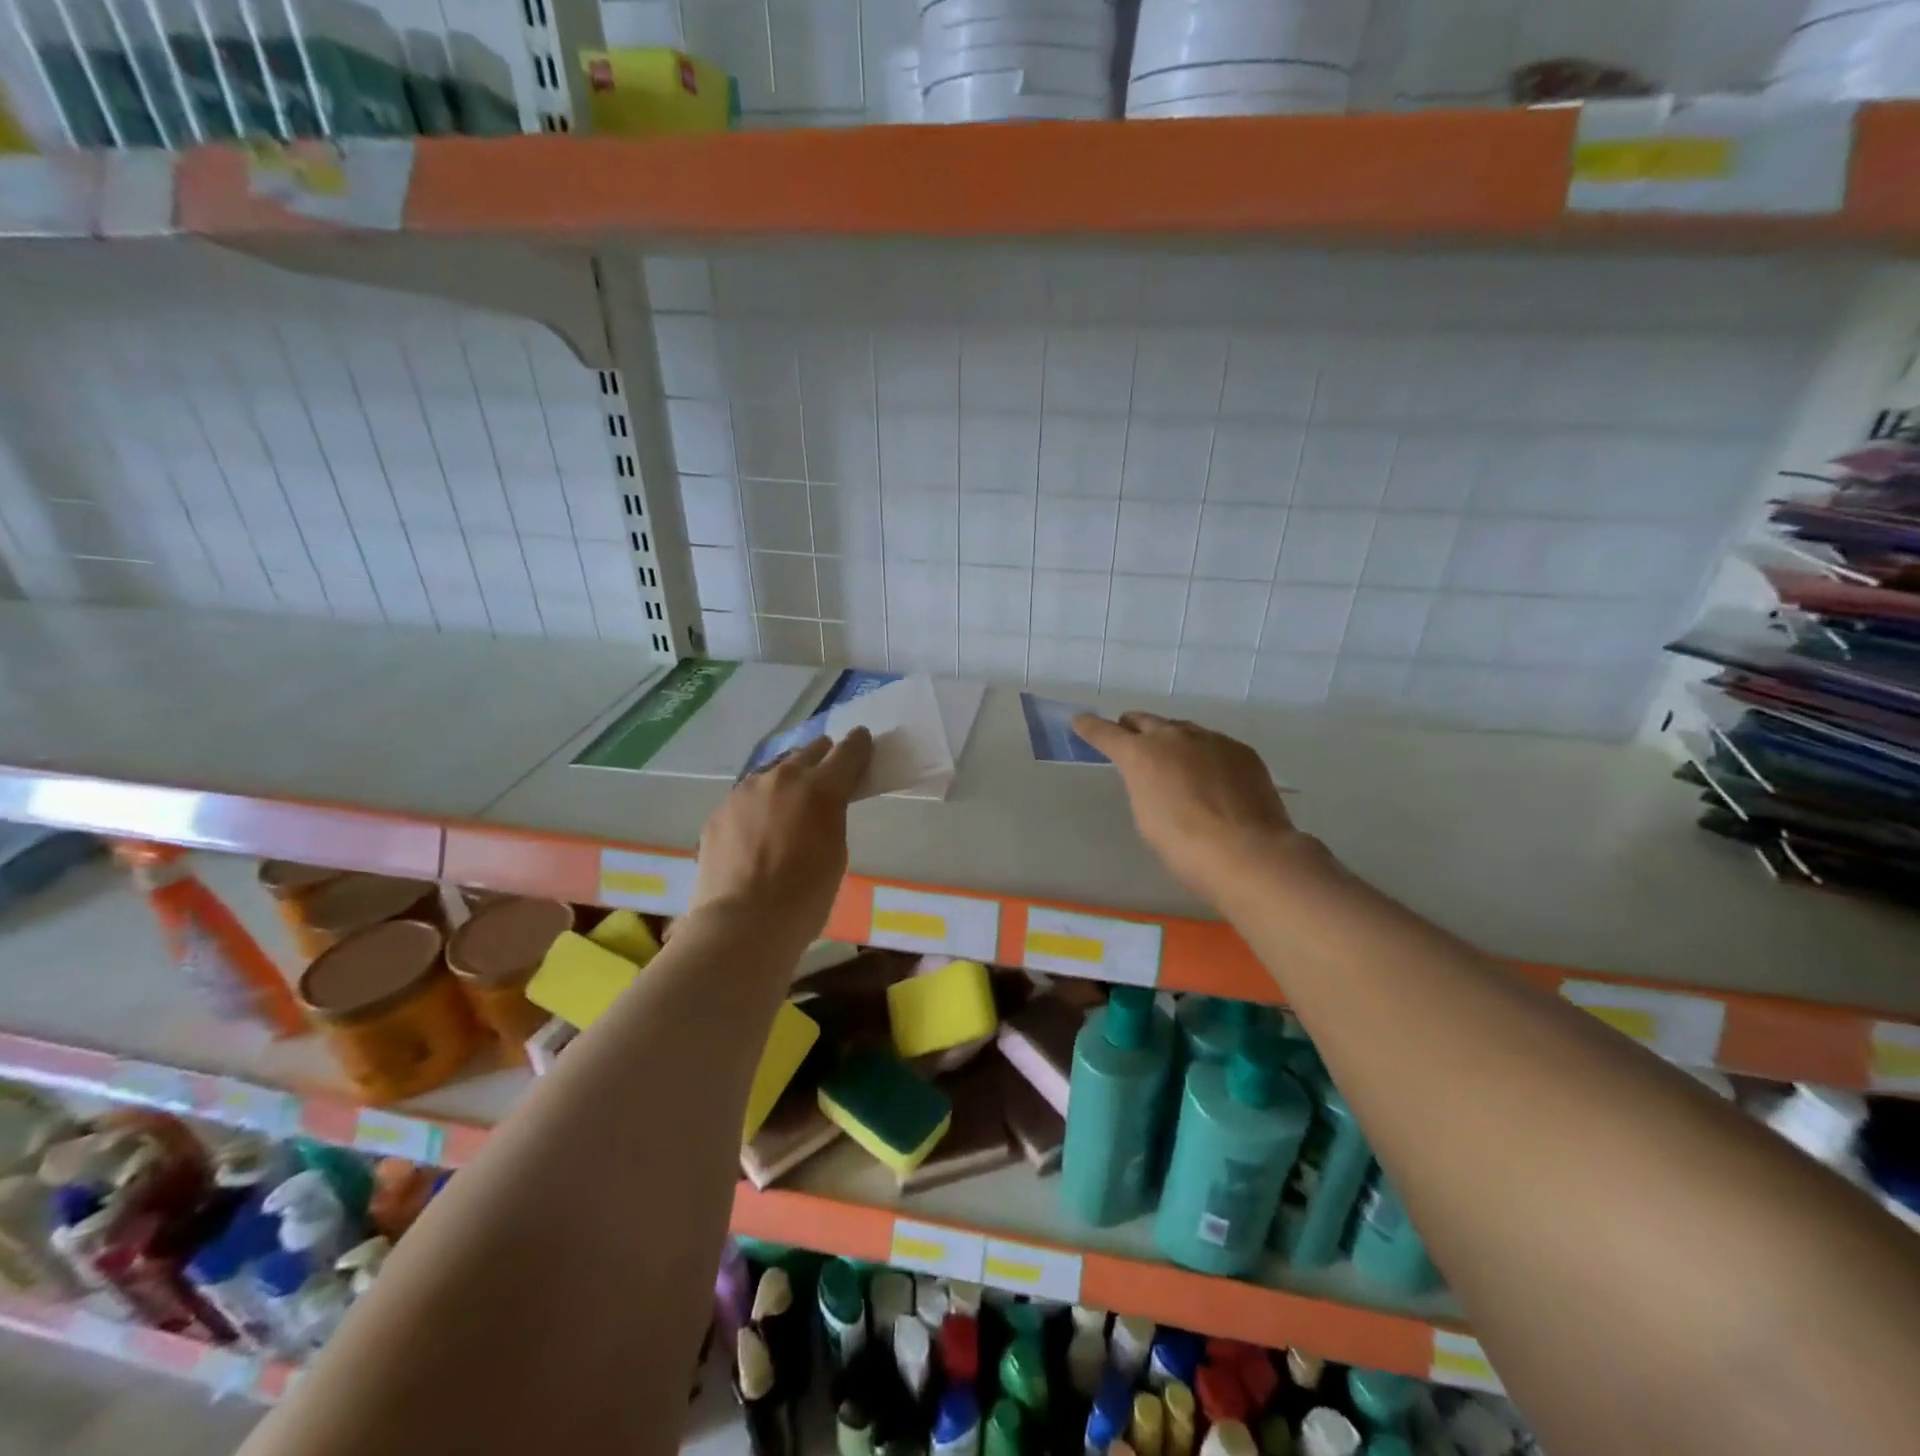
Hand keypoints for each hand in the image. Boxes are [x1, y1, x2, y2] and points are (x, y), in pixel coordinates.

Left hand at [685, 729, 872, 946]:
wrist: (742, 924)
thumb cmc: (805, 897)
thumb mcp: (835, 852)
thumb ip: (831, 816)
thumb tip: (822, 806)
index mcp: (820, 788)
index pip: (848, 751)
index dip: (858, 745)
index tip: (862, 743)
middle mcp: (782, 777)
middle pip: (809, 752)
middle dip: (822, 759)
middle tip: (826, 777)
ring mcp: (744, 791)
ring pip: (773, 772)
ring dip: (786, 782)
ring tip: (787, 807)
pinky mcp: (719, 811)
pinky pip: (747, 798)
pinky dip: (758, 806)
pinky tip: (757, 833)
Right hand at [1072, 712, 1302, 900]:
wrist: (1246, 851)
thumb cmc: (1183, 845)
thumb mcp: (1147, 816)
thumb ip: (1144, 787)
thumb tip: (1157, 778)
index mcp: (1141, 755)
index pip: (1105, 733)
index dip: (1090, 727)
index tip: (1080, 720)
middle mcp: (1173, 737)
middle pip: (1145, 721)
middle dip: (1133, 728)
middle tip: (1130, 738)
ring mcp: (1211, 739)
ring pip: (1182, 730)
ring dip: (1171, 740)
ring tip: (1175, 761)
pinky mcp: (1241, 751)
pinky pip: (1214, 745)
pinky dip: (1205, 755)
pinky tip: (1213, 778)